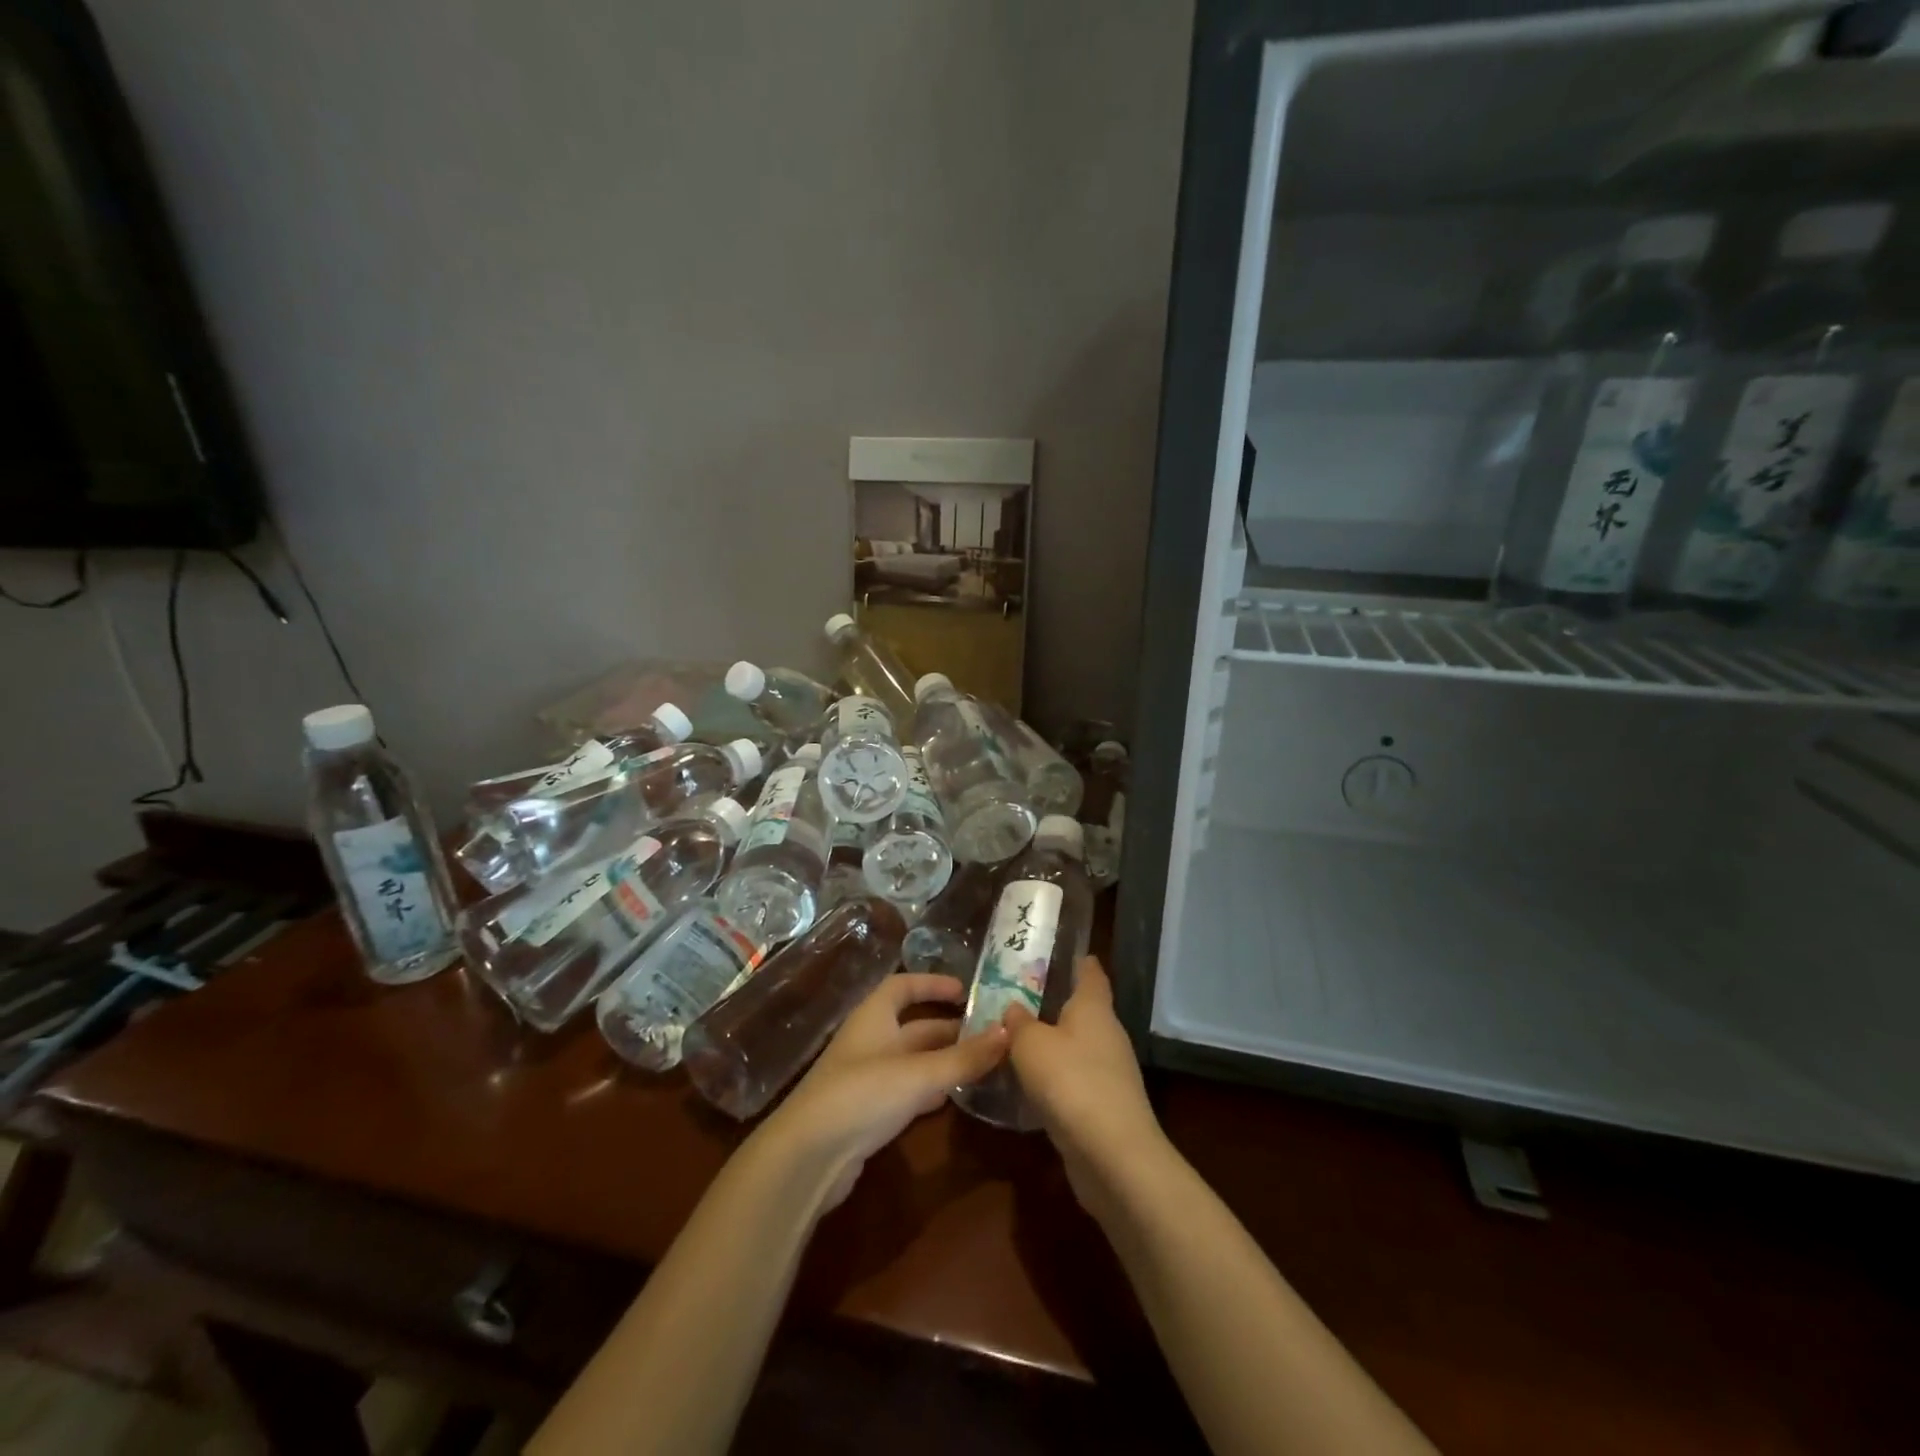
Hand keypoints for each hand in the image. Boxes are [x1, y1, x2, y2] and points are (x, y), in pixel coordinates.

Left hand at [760, 973, 1007, 1208]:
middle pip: (914, 1027)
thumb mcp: (919, 1073)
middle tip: (990, 1034)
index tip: (966, 990)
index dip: (932, 984)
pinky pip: (906, 1091)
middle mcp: (870, 1041)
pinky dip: (930, 1091)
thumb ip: (964, 1056)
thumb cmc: (862, 1095)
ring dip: (944, 1061)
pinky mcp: (867, 1113)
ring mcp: (866, 1078)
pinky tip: (953, 1099)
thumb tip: (1009, 1031)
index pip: (903, 986)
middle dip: (949, 1029)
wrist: (807, 1157)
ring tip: (982, 1064)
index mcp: (874, 1017)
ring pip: (913, 1061)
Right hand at [1004, 958, 1166, 1216]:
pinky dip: (1056, 1078)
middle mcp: (1108, 1034)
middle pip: (1083, 1010)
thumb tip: (1014, 1009)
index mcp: (1094, 1007)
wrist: (1112, 1156)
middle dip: (1054, 1003)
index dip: (1077, 960)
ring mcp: (1111, 1072)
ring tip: (1016, 1040)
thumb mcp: (1030, 1044)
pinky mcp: (1106, 1106)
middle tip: (1017, 997)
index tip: (1056, 952)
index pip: (1090, 972)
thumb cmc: (1070, 1081)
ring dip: (1052, 1044)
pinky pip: (1076, 1080)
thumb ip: (1018, 1023)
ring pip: (1077, 1046)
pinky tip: (1030, 1084)